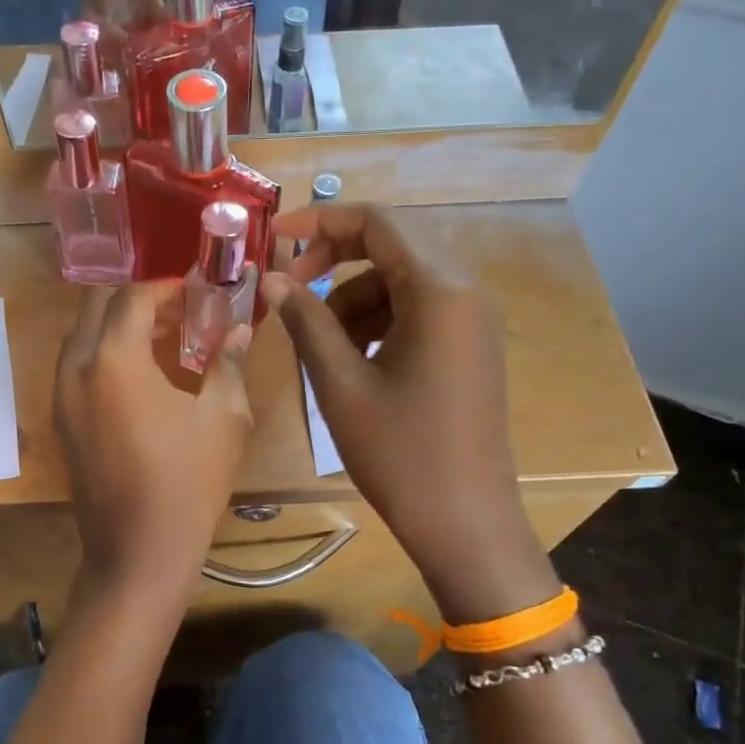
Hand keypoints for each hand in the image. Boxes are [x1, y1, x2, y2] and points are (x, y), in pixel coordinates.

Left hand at [55, 281, 254, 608]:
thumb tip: (240, 330)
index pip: (133, 298)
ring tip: (165, 339)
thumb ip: (229, 363)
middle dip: (136, 299)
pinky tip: (142, 375)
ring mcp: (62, 397)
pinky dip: (104, 353)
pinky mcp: (62, 422)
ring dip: (118, 325)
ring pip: (82, 335)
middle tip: (178, 311)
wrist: (139, 552)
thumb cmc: (189, 482)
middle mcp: (77, 369)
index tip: (196, 292)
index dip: (166, 287)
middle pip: (96, 306)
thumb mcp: (224, 418)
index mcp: (115, 361)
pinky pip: (77, 367)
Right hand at [262, 205, 558, 619]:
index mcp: (440, 290)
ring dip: (352, 300)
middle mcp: (466, 291)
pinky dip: (378, 322)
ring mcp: (473, 319)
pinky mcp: (471, 345)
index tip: (273, 239)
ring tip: (320, 347)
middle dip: (334, 262)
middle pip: (390, 247)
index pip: (376, 223)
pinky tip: (353, 361)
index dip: (319, 222)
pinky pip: (417, 310)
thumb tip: (271, 278)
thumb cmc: (400, 453)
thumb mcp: (341, 383)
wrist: (465, 521)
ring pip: (399, 282)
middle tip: (289, 293)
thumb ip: (306, 320)